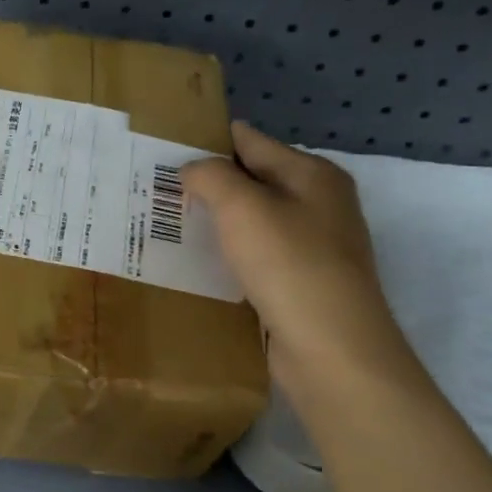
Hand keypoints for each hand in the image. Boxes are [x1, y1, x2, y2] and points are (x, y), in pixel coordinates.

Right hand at [181, 122, 414, 384]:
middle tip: (160, 191)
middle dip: (211, 185)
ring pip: (254, 223)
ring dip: (219, 224)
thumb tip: (193, 170)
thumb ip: (211, 176)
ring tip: (171, 226)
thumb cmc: (289, 265)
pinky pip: (258, 258)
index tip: (165, 149)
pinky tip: (202, 265)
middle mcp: (320, 204)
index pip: (252, 142)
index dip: (209, 142)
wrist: (332, 349)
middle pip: (254, 181)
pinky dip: (231, 256)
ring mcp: (315, 247)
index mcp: (313, 175)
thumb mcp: (242, 206)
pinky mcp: (303, 284)